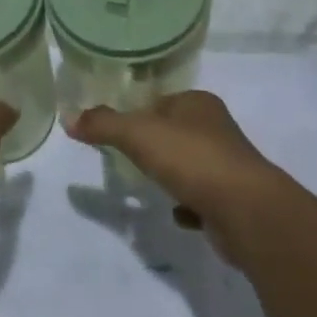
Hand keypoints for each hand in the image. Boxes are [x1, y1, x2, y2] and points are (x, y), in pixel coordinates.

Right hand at [66, 91, 291, 263]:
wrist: (247, 212)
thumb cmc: (192, 160)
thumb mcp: (138, 135)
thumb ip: (103, 125)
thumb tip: (69, 119)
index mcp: (198, 103)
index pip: (160, 102)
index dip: (137, 114)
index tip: (118, 133)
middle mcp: (217, 129)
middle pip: (175, 133)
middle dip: (154, 147)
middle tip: (128, 160)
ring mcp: (228, 166)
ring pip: (190, 166)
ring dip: (171, 176)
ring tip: (149, 187)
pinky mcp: (233, 200)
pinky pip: (202, 199)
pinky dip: (188, 206)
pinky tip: (176, 214)